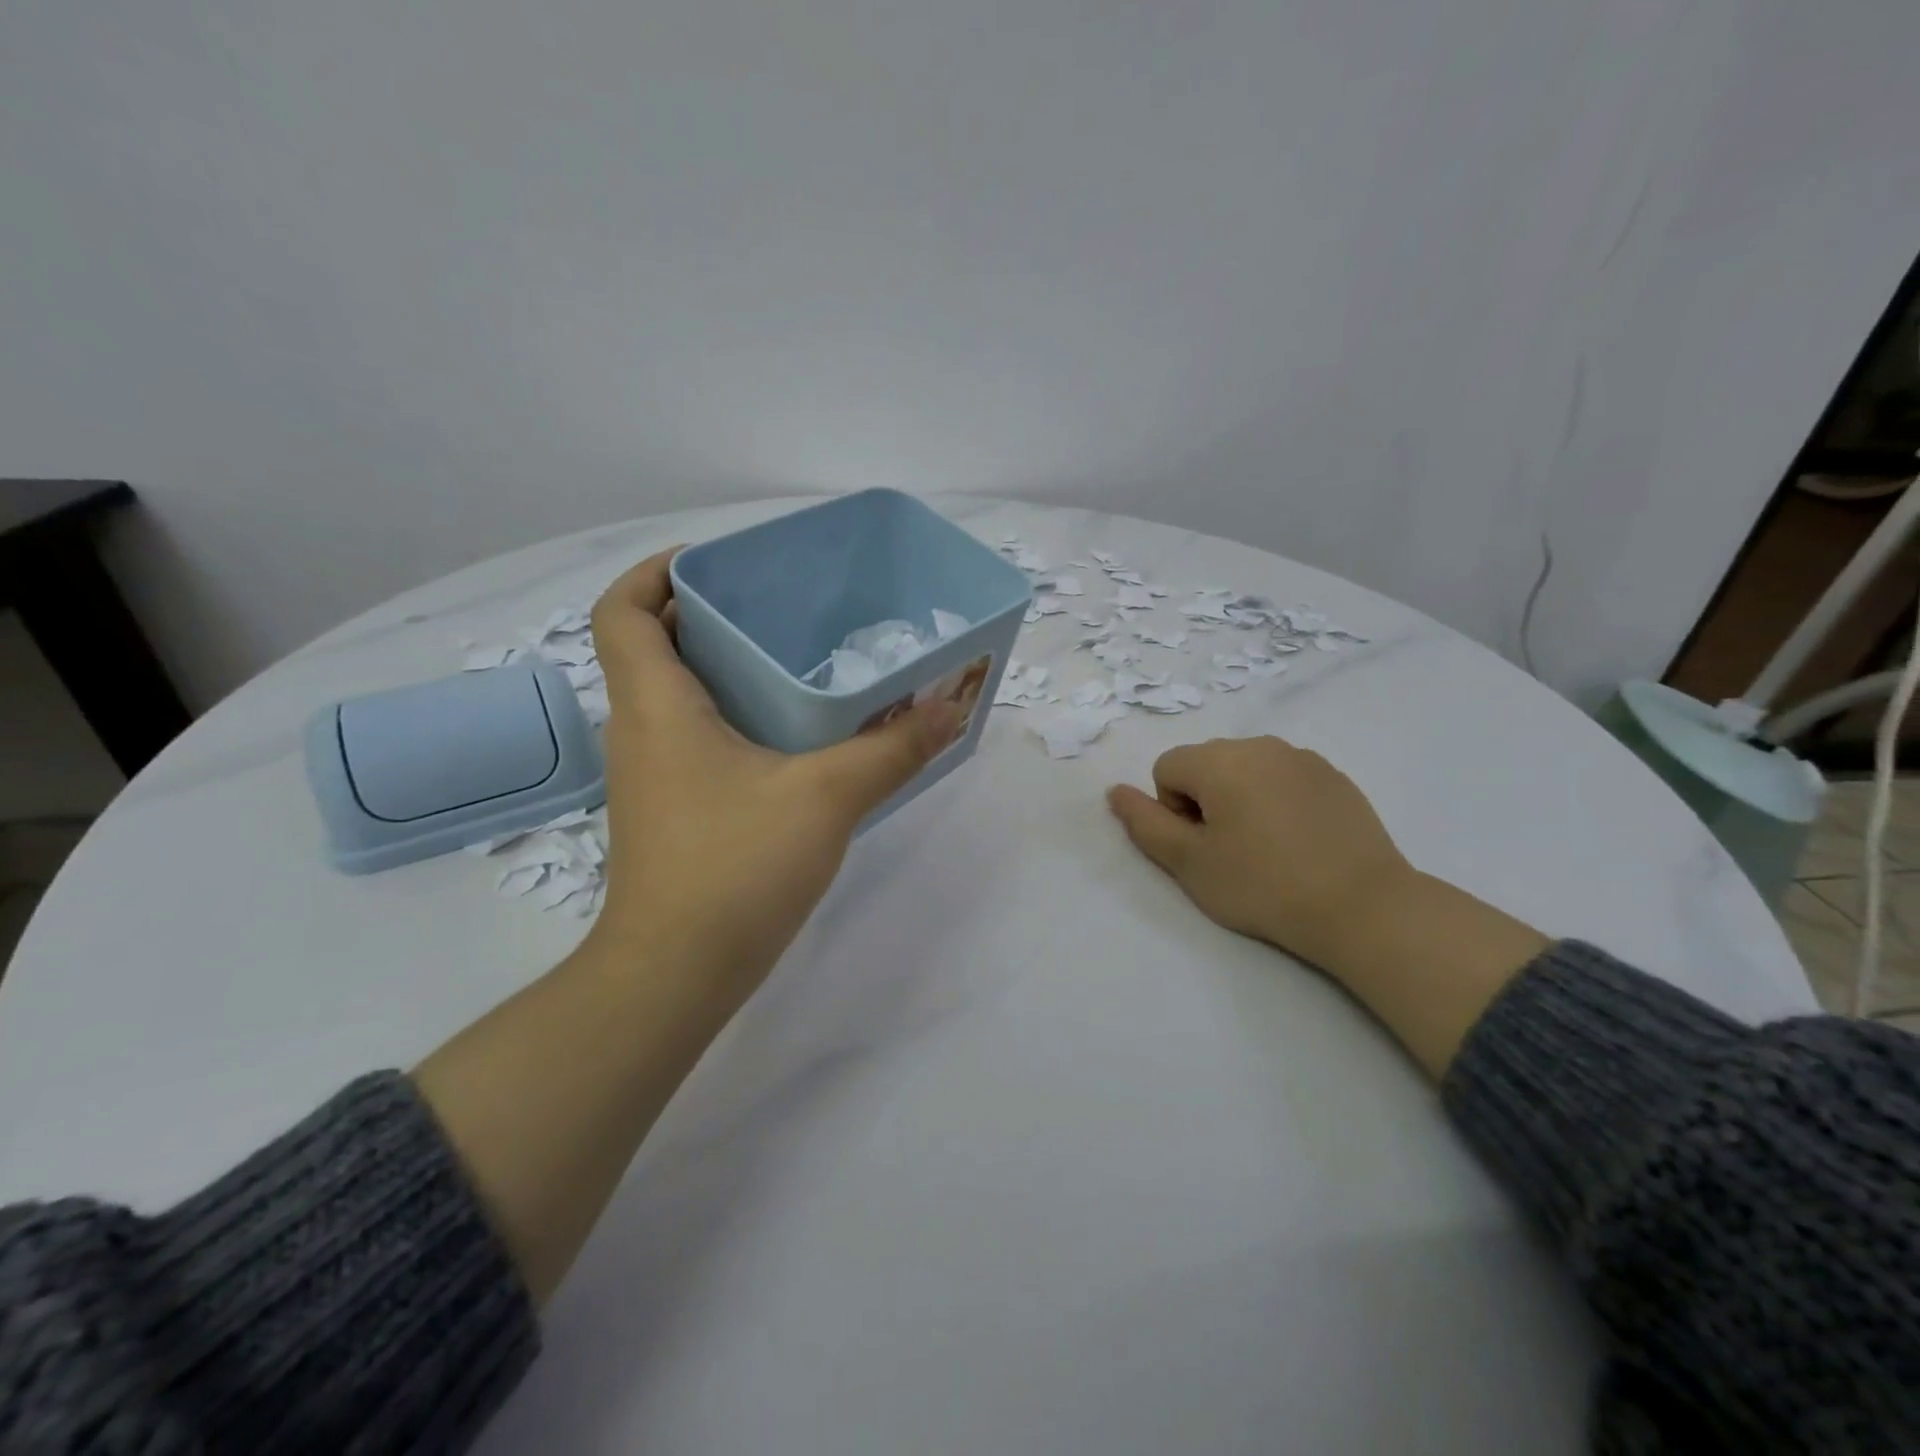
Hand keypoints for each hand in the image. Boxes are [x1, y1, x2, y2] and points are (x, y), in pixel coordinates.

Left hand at [586, 550, 961, 1003]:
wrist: (677, 974)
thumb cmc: (735, 867)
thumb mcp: (827, 796)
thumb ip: (893, 748)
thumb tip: (951, 707)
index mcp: (657, 706)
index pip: (623, 610)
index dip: (657, 572)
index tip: (719, 563)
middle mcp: (641, 731)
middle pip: (654, 646)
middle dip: (708, 614)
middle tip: (780, 604)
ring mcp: (653, 775)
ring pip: (676, 695)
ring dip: (723, 667)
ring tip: (795, 656)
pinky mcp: (673, 810)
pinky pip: (694, 736)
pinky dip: (733, 715)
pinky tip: (793, 734)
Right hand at [1105, 736, 1414, 974]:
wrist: (1362, 907)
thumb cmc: (1263, 885)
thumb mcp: (1189, 863)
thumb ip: (1145, 823)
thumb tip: (1116, 791)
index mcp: (1219, 760)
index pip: (1167, 768)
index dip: (1173, 810)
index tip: (1204, 847)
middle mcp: (1259, 745)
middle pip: (1205, 764)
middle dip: (1205, 800)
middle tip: (1231, 851)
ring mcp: (1302, 757)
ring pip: (1245, 770)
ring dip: (1240, 799)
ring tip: (1266, 848)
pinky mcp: (1333, 776)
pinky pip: (1283, 778)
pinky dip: (1277, 801)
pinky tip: (1299, 842)